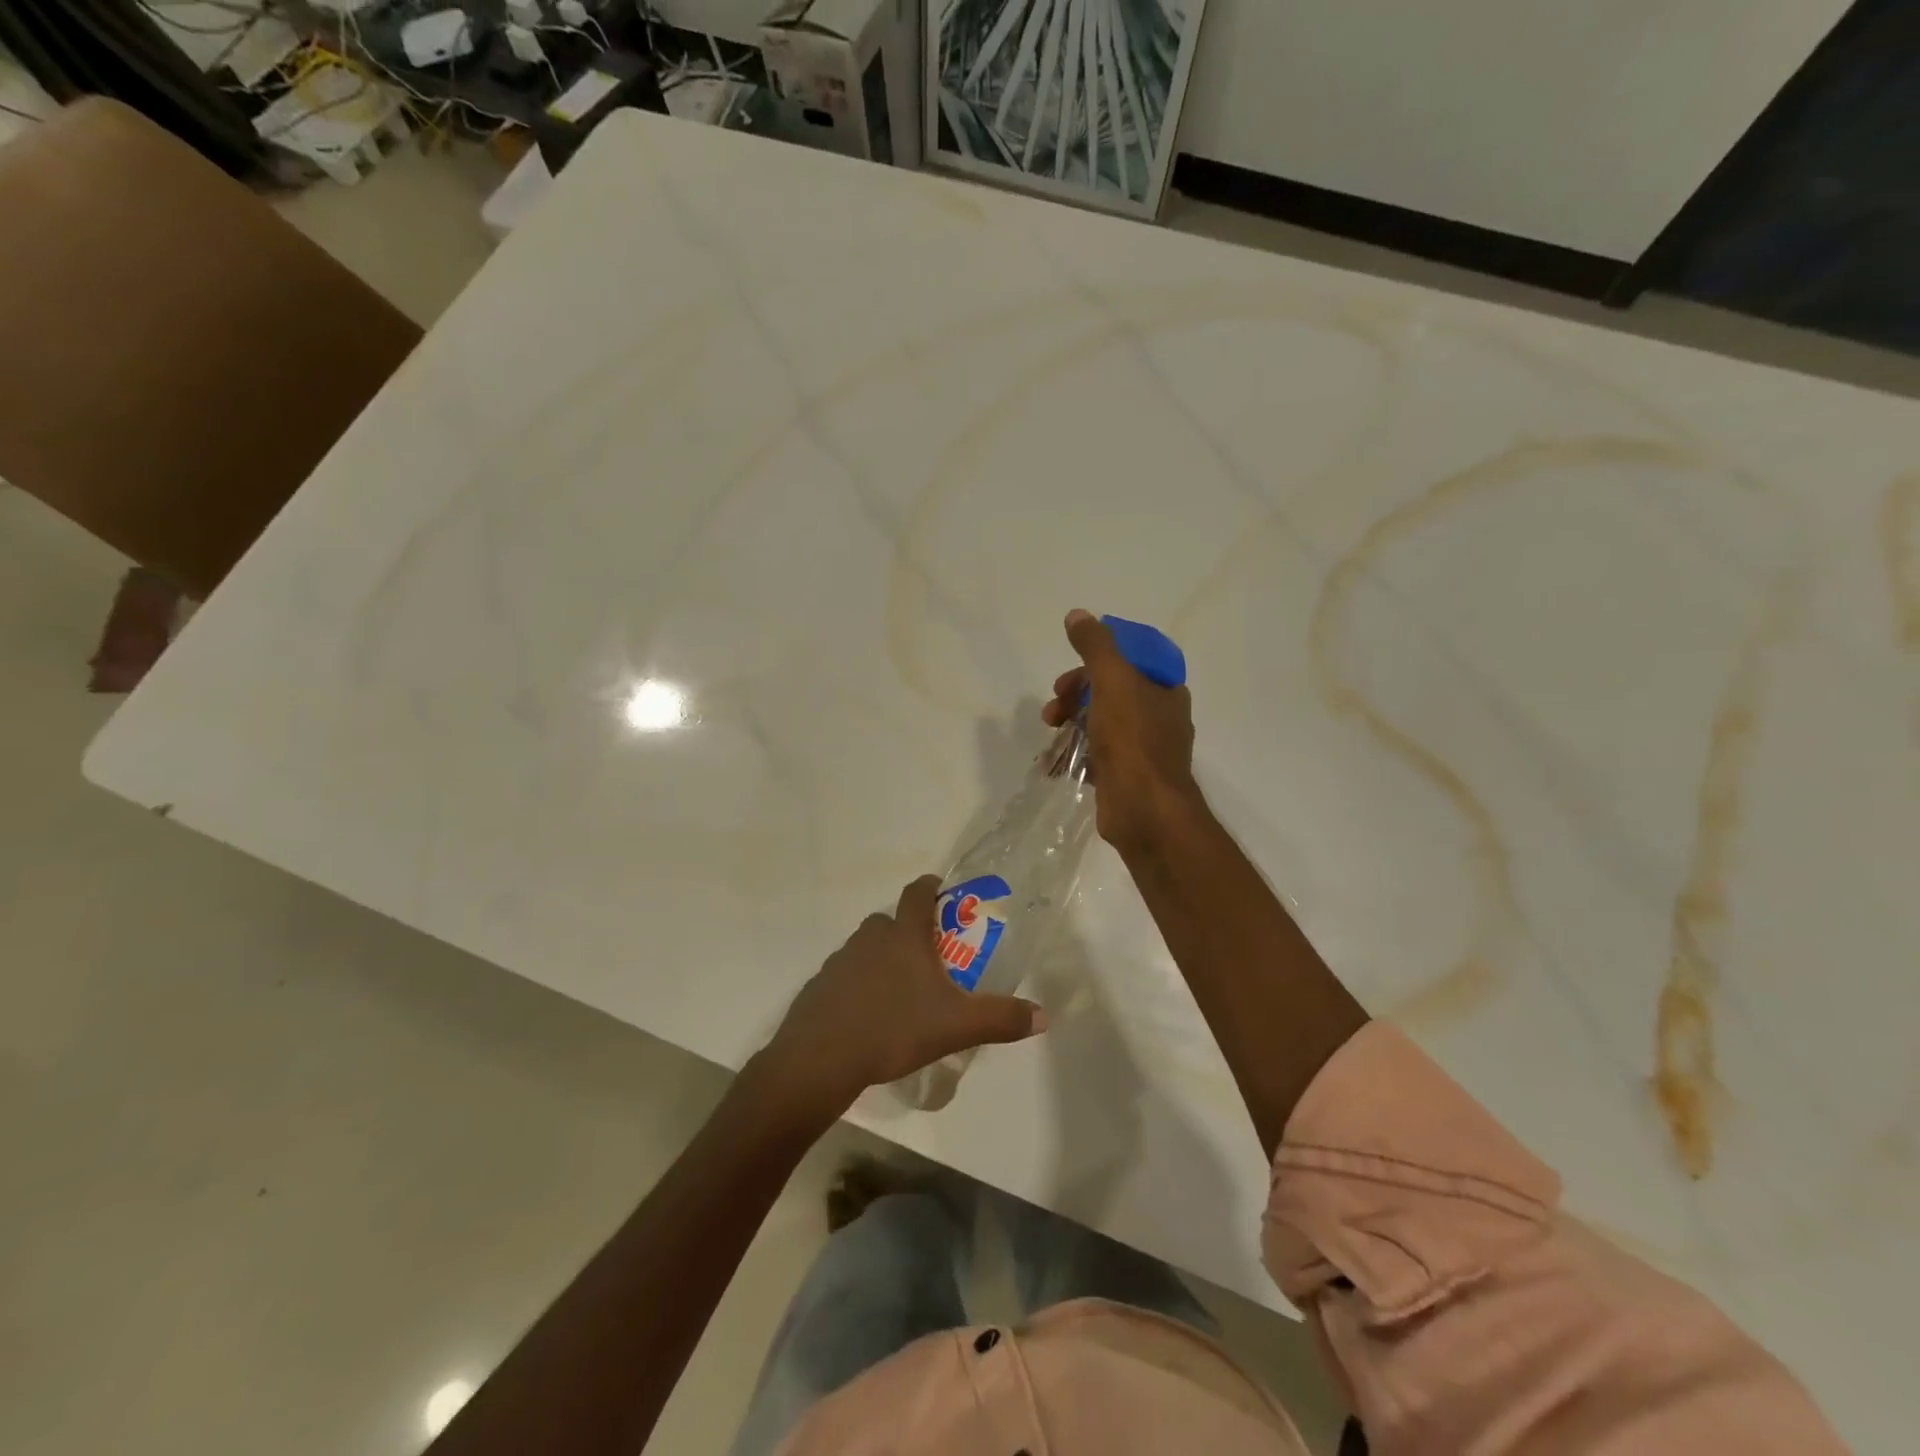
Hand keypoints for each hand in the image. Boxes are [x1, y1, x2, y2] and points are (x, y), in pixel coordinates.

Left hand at [755, 876, 1047, 1120]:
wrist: (820, 1058)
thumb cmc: (893, 1029)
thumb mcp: (956, 1026)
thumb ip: (999, 1018)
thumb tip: (1042, 1015)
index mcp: (903, 937)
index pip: (917, 894)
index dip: (930, 886)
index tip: (940, 888)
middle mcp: (869, 939)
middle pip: (889, 921)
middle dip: (908, 930)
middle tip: (927, 956)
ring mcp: (839, 961)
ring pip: (865, 947)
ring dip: (881, 957)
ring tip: (899, 990)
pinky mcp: (819, 986)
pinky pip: (844, 975)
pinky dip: (857, 984)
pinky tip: (867, 1014)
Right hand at [1042, 608, 1199, 852]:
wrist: (1145, 810)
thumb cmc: (1133, 740)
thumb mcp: (1112, 681)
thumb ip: (1095, 646)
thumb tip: (1078, 614)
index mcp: (1165, 690)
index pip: (1131, 661)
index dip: (1099, 659)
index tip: (1073, 668)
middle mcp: (1160, 717)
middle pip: (1112, 691)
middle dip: (1077, 692)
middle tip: (1054, 704)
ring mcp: (1144, 750)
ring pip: (1102, 722)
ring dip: (1071, 721)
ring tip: (1050, 731)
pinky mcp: (1127, 777)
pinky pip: (1097, 754)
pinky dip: (1076, 752)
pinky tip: (1056, 759)